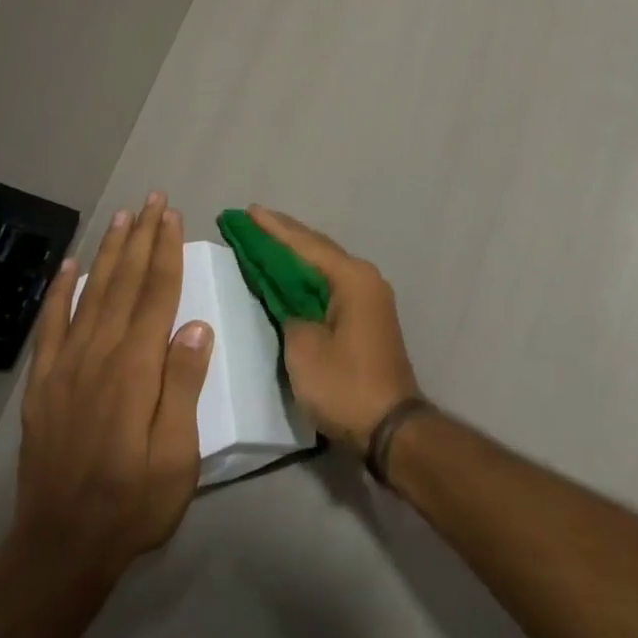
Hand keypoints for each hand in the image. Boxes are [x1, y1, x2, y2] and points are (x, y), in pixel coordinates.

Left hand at [13, 193, 213, 585]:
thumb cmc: (134, 502)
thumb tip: (196, 325)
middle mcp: (98, 356)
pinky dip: (60, 292)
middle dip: (140, 238)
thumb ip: (183, 385)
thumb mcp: (177, 454)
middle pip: (124, 284)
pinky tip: (71, 267)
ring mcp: (65, 368)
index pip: (156, 296)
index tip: (172, 216)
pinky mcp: (43, 385)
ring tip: (121, 218)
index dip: (165, 252)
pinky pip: (51, 327)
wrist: (61, 547)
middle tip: (151, 200)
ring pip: (91, 295)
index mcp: (135, 369)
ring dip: (108, 253)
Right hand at [251, 207, 420, 452]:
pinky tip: (289, 274)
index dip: (272, 229)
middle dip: (283, 235)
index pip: (305, 244)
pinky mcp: (366, 316)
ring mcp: (369, 297)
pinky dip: (307, 276)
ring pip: (325, 265)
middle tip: (250, 219)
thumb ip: (288, 312)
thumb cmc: (345, 385)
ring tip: (264, 238)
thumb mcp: (303, 348)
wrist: (391, 426)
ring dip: (295, 254)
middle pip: (317, 248)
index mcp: (351, 278)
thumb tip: (287, 299)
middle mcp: (364, 278)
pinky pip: (330, 283)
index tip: (247, 211)